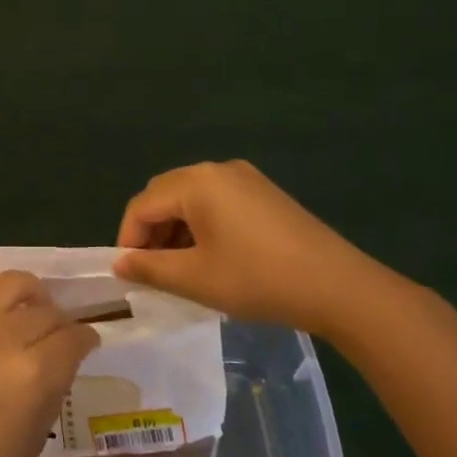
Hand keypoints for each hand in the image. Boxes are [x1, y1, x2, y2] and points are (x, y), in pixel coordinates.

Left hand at [0, 249, 99, 456]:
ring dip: (29, 291)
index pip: (74, 338)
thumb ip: (52, 388)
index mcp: (34, 373)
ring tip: (31, 304)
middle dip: (61, 322)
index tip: (87, 344)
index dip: (86, 339)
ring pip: (9, 284)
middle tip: (58, 336)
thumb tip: (61, 359)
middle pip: (46, 312)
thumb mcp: (35, 437)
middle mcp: (2, 339)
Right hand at [113, 160, 417, 342]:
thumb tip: (119, 263)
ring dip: (176, 230)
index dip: (128, 239)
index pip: (142, 205)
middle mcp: (217, 169)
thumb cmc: (258, 280)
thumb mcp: (195, 278)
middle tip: (152, 272)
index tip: (128, 275)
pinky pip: (216, 201)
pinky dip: (201, 225)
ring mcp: (245, 178)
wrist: (338, 287)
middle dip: (151, 232)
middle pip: (164, 195)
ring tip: (180, 269)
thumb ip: (149, 268)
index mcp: (196, 182)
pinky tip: (211, 257)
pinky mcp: (264, 193)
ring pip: (191, 198)